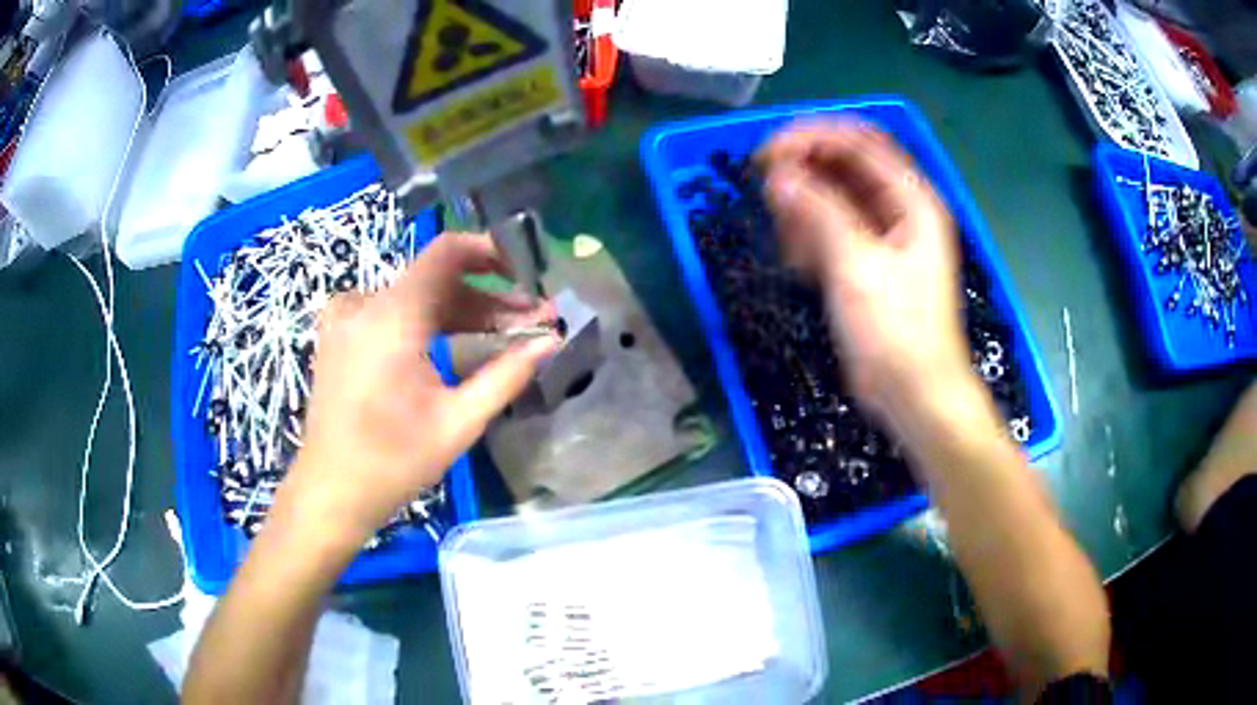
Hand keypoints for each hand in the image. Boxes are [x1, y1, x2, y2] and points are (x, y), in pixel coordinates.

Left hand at [279, 233, 559, 545]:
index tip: (524, 271)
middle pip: (436, 280)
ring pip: (415, 297)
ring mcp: (347, 318)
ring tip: (503, 335)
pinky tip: (454, 344)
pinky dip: (427, 322)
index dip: (489, 251)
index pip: (446, 252)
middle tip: (530, 321)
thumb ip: (507, 374)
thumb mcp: (459, 421)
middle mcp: (365, 304)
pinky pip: (392, 312)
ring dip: (460, 312)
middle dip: (486, 297)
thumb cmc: (393, 461)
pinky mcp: (340, 335)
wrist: (331, 490)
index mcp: (391, 317)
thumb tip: (552, 341)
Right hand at [756, 120, 972, 421]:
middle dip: (803, 168)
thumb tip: (777, 175)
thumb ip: (818, 213)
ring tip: (784, 235)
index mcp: (911, 199)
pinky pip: (832, 230)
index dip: (812, 137)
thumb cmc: (896, 332)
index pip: (859, 141)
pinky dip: (810, 235)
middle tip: (764, 186)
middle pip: (845, 165)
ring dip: (803, 205)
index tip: (767, 153)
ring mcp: (883, 236)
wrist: (915, 395)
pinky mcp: (866, 263)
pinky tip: (797, 260)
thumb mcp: (857, 267)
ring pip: (834, 197)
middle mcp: (899, 209)